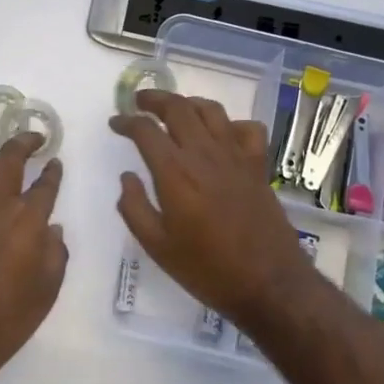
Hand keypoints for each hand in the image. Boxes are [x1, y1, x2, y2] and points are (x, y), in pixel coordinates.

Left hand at [0, 134, 67, 383]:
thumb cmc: (8, 317)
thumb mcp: (48, 288)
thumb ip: (55, 251)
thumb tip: (52, 227)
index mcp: (27, 219)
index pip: (45, 184)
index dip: (52, 170)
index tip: (55, 161)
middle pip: (9, 158)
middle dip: (24, 142)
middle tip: (35, 138)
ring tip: (1, 168)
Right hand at [110, 91, 322, 333]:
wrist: (268, 284)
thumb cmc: (206, 269)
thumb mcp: (156, 246)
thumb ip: (134, 207)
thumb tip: (127, 177)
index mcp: (175, 172)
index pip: (145, 130)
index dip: (126, 121)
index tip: (116, 123)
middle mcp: (204, 154)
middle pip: (178, 107)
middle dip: (154, 99)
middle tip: (139, 102)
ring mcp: (235, 156)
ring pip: (211, 110)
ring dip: (188, 103)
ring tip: (176, 110)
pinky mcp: (258, 166)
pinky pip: (247, 128)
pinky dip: (230, 124)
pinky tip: (221, 135)